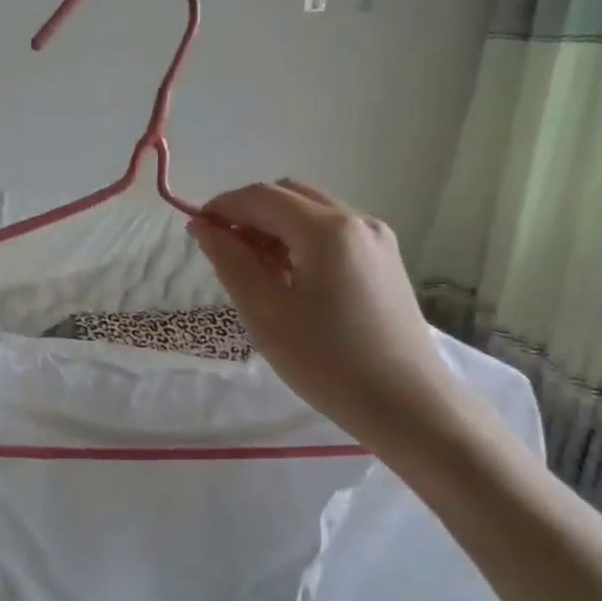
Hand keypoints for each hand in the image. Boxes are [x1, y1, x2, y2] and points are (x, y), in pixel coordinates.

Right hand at [189, 180, 466, 447]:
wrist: (406, 405)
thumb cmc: (327, 363)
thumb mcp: (265, 314)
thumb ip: (231, 263)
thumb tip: (204, 228)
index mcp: (327, 229)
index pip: (262, 197)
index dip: (222, 207)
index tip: (195, 231)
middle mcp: (357, 220)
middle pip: (290, 195)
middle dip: (250, 214)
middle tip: (224, 252)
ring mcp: (378, 240)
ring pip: (314, 213)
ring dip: (276, 228)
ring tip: (254, 271)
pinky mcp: (386, 262)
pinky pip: (334, 236)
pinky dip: (302, 243)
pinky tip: (290, 281)